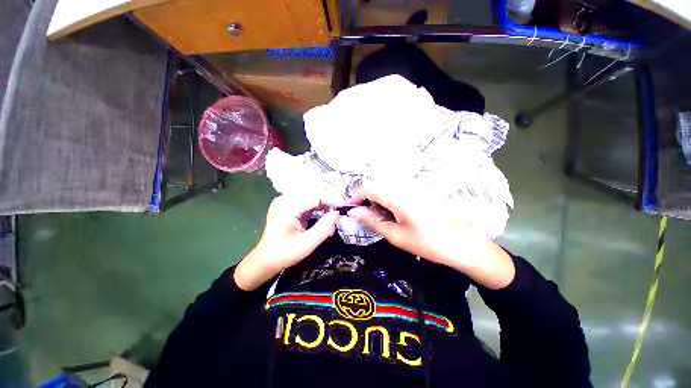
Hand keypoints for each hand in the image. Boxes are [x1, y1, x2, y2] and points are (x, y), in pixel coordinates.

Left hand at [234, 195, 339, 290]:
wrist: (264, 261)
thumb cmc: (284, 255)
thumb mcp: (307, 244)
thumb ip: (324, 227)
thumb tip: (337, 213)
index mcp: (287, 206)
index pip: (315, 196)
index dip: (332, 200)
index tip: (346, 206)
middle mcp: (285, 199)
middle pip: (314, 195)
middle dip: (329, 204)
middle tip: (339, 216)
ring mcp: (286, 202)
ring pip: (312, 199)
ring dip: (324, 208)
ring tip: (333, 220)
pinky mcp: (288, 207)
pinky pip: (307, 204)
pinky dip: (318, 211)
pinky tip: (324, 220)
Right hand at [347, 182, 514, 288]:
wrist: (464, 244)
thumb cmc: (428, 244)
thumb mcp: (396, 236)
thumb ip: (372, 221)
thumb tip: (353, 212)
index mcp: (400, 196)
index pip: (370, 187)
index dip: (357, 195)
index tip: (352, 207)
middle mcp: (408, 184)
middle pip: (379, 183)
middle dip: (368, 197)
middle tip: (367, 214)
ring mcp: (418, 184)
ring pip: (389, 184)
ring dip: (380, 196)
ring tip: (382, 214)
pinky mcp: (425, 187)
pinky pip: (401, 186)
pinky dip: (392, 195)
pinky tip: (397, 210)